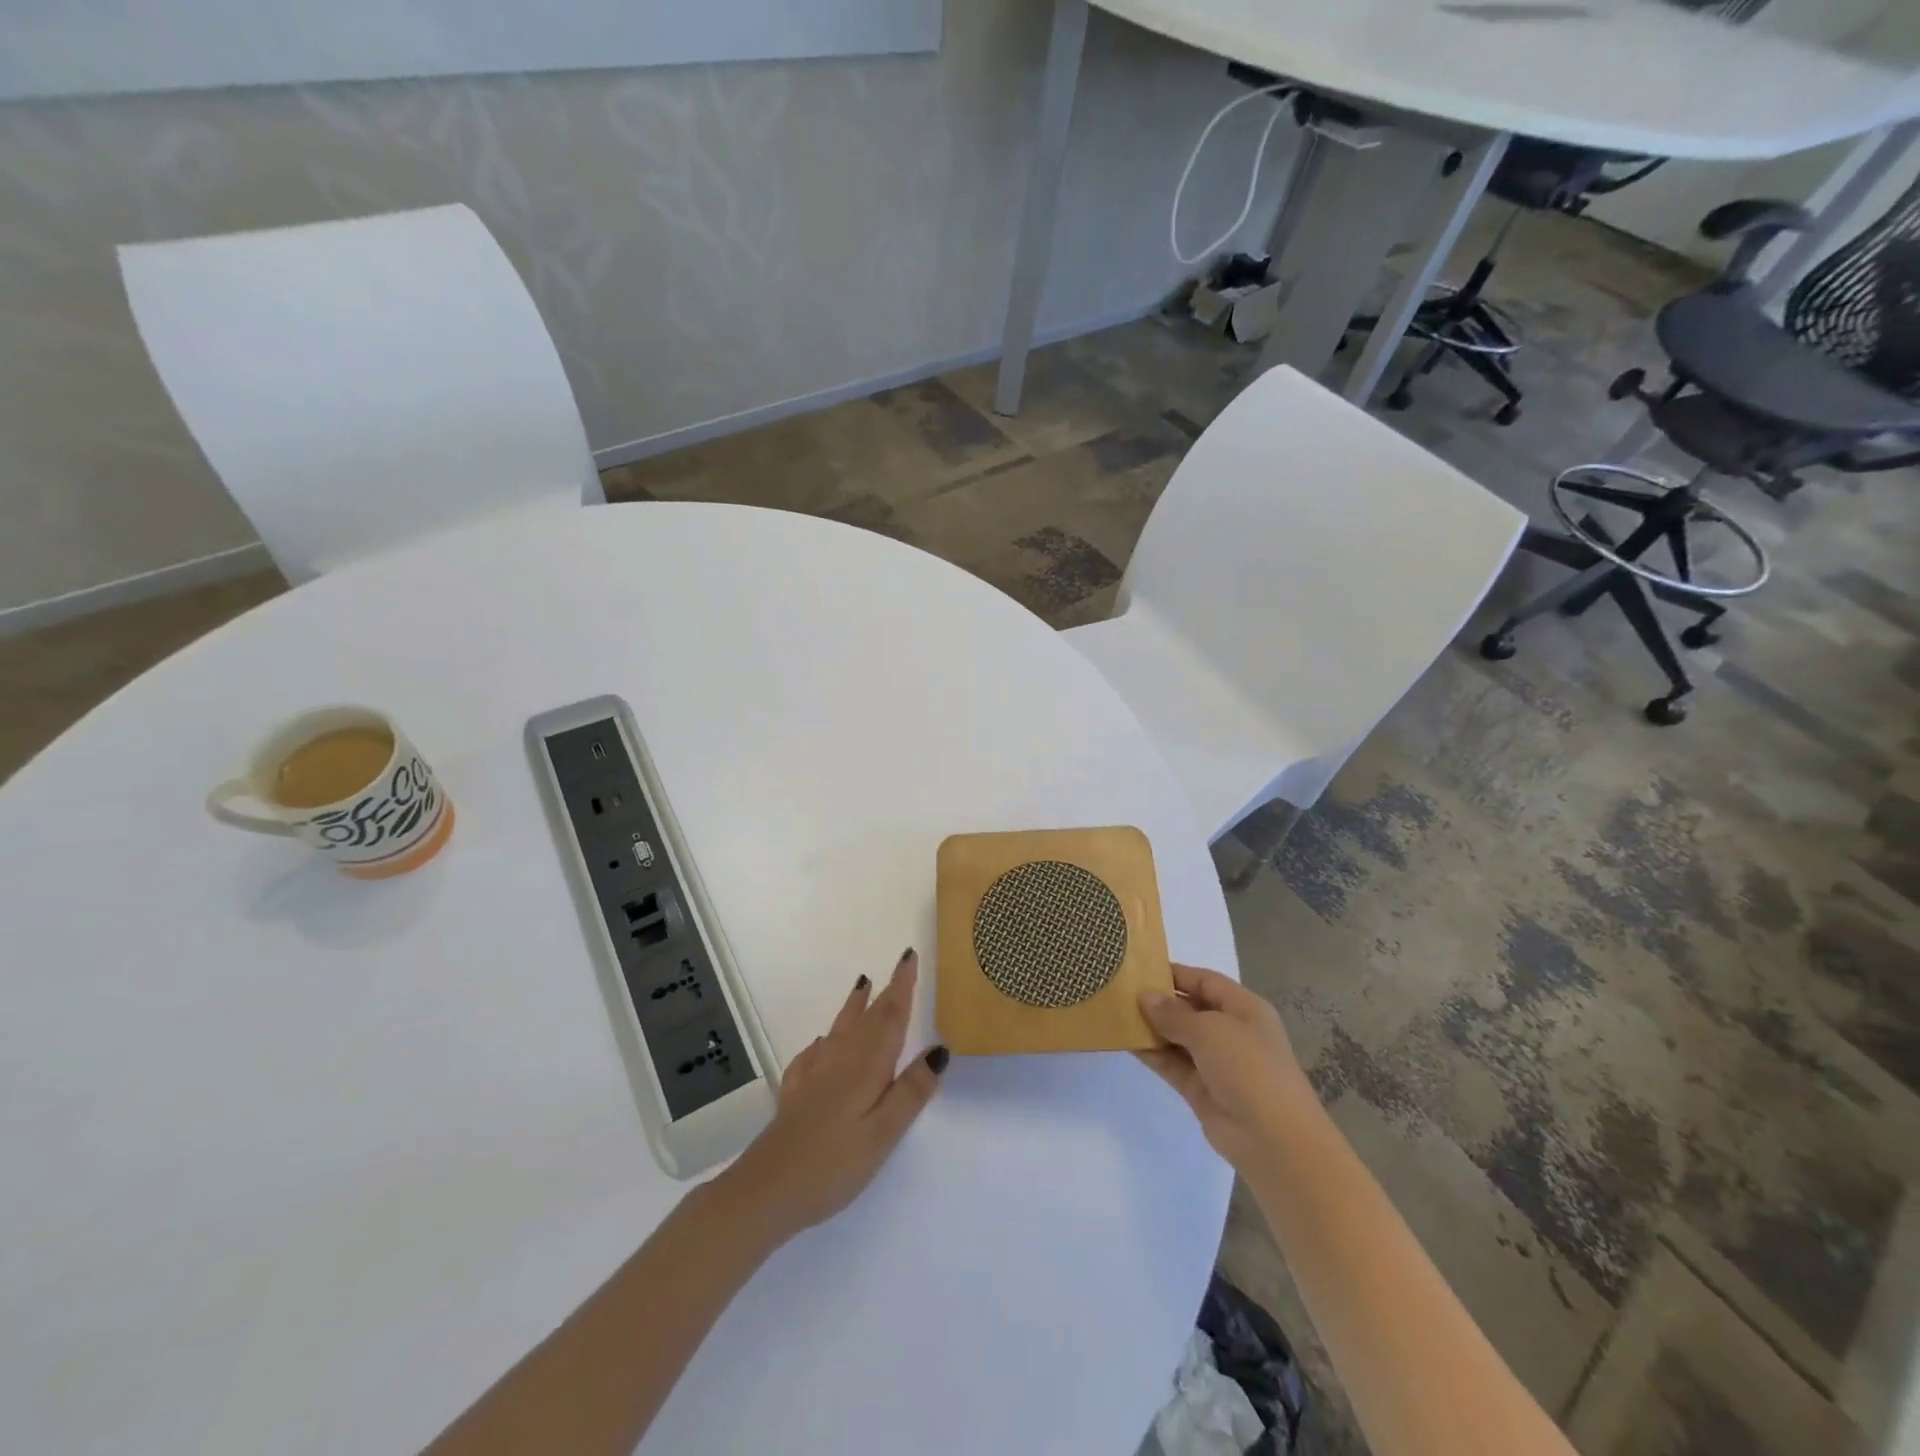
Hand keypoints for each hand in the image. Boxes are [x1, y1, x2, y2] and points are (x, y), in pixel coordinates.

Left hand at [722, 949, 946, 1242]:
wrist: (766, 1190)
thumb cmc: (833, 1164)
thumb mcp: (883, 1133)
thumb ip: (911, 1091)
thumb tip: (939, 1049)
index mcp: (866, 1066)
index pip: (889, 1017)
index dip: (902, 986)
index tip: (909, 956)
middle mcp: (840, 1060)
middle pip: (867, 1018)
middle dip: (885, 991)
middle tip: (899, 965)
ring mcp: (814, 1075)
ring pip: (840, 1029)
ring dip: (855, 1006)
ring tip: (862, 985)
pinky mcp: (796, 1094)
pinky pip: (813, 1054)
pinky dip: (824, 1041)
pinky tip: (821, 1045)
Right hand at [1137, 964, 1313, 1174]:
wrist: (1274, 1139)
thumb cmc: (1248, 1067)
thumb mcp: (1209, 1030)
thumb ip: (1173, 1013)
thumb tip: (1145, 996)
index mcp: (1244, 1009)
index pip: (1205, 981)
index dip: (1175, 974)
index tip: (1139, 968)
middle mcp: (1230, 1032)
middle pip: (1190, 1008)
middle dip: (1159, 1000)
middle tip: (1120, 990)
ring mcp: (1215, 1062)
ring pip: (1178, 1037)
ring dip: (1151, 1027)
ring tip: (1116, 1012)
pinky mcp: (1200, 1089)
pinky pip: (1172, 1064)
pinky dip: (1152, 1053)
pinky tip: (1126, 1042)